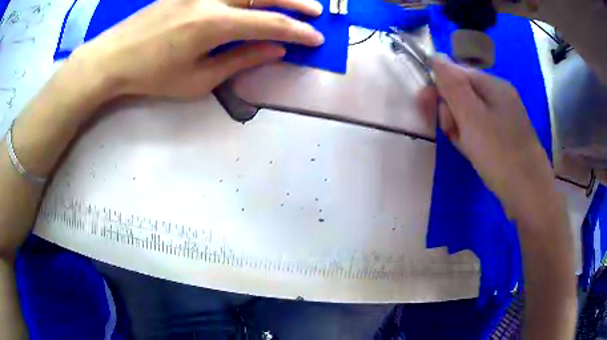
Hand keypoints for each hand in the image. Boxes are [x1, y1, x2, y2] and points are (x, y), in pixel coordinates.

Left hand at [73, 0, 324, 99]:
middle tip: (316, 12)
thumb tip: (274, 50)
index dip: (298, 32)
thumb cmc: (152, 76)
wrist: (113, 57)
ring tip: (294, 1)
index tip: (316, 39)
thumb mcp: (198, 79)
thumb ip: (240, 60)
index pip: (270, 24)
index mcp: (214, 24)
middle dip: (295, 4)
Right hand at [418, 55, 554, 215]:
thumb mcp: (471, 116)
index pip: (457, 73)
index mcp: (493, 85)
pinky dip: (472, 138)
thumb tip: (436, 56)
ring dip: (460, 127)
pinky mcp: (505, 136)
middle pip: (464, 93)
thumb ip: (452, 85)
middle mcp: (500, 96)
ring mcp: (504, 117)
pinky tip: (472, 151)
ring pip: (471, 114)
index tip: (430, 109)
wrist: (528, 193)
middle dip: (451, 111)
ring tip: (464, 146)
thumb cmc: (499, 152)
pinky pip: (481, 129)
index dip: (441, 89)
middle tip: (451, 132)